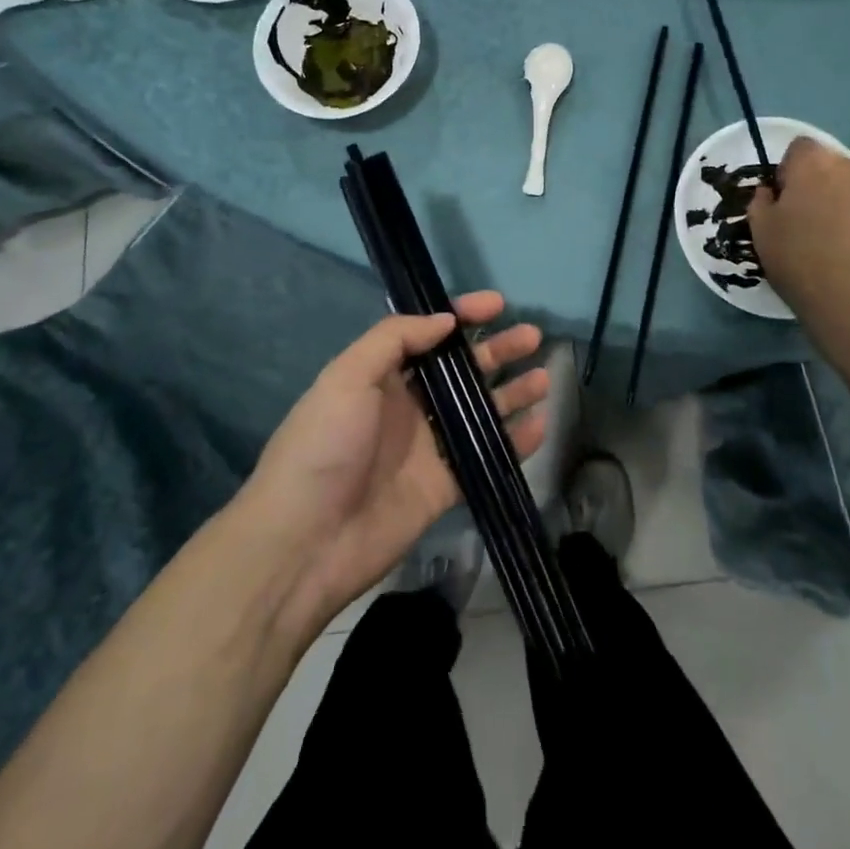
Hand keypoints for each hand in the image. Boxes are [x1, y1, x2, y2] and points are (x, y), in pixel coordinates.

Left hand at [241, 292, 548, 633]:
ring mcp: (429, 447)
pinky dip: (515, 442)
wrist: (304, 544)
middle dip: (497, 350)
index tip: (497, 304)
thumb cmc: (323, 447)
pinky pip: (486, 456)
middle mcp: (409, 405)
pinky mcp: (444, 486)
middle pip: (462, 370)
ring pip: (481, 410)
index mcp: (382, 376)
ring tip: (545, 377)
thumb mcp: (346, 378)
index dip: (462, 315)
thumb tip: (446, 321)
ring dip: (512, 392)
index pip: (429, 334)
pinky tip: (540, 426)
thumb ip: (395, 340)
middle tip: (532, 336)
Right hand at [747, 138, 849, 321]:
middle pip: (831, 164)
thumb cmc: (798, 258)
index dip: (790, 170)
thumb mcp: (760, 230)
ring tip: (842, 235)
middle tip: (812, 219)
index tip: (786, 198)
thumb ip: (760, 201)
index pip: (799, 147)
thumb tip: (770, 191)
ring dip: (848, 198)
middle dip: (820, 183)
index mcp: (811, 163)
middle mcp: (849, 165)